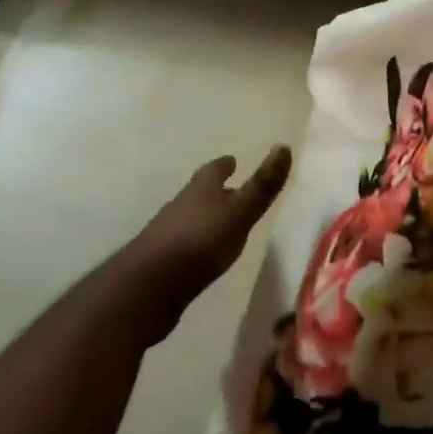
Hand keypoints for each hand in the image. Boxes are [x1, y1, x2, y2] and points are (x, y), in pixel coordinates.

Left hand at [120, 147, 292, 338]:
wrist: (149, 288)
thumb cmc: (200, 241)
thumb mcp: (239, 212)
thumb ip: (262, 185)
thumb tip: (283, 146)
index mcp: (201, 189)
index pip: (214, 169)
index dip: (224, 165)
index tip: (233, 160)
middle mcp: (182, 205)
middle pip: (200, 192)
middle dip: (215, 190)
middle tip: (232, 190)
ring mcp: (168, 233)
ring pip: (191, 217)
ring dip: (206, 217)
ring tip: (223, 222)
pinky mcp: (162, 262)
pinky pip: (185, 244)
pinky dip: (197, 243)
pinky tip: (205, 254)